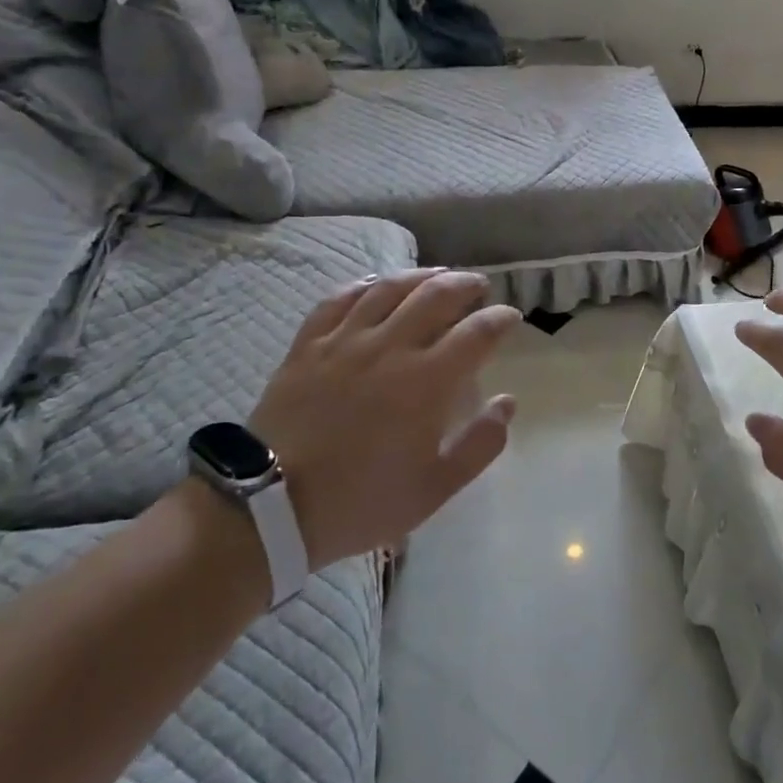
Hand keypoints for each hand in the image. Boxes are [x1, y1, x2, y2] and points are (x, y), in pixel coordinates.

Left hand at [249, 269, 520, 571]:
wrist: (271, 508)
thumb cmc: (361, 501)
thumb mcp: (434, 488)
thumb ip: (480, 444)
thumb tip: (507, 402)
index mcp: (426, 381)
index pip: (476, 333)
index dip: (500, 319)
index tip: (510, 317)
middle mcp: (390, 347)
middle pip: (436, 296)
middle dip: (465, 285)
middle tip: (478, 287)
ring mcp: (345, 341)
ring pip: (389, 288)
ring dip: (421, 275)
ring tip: (438, 275)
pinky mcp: (308, 345)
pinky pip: (339, 299)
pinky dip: (365, 285)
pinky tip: (377, 283)